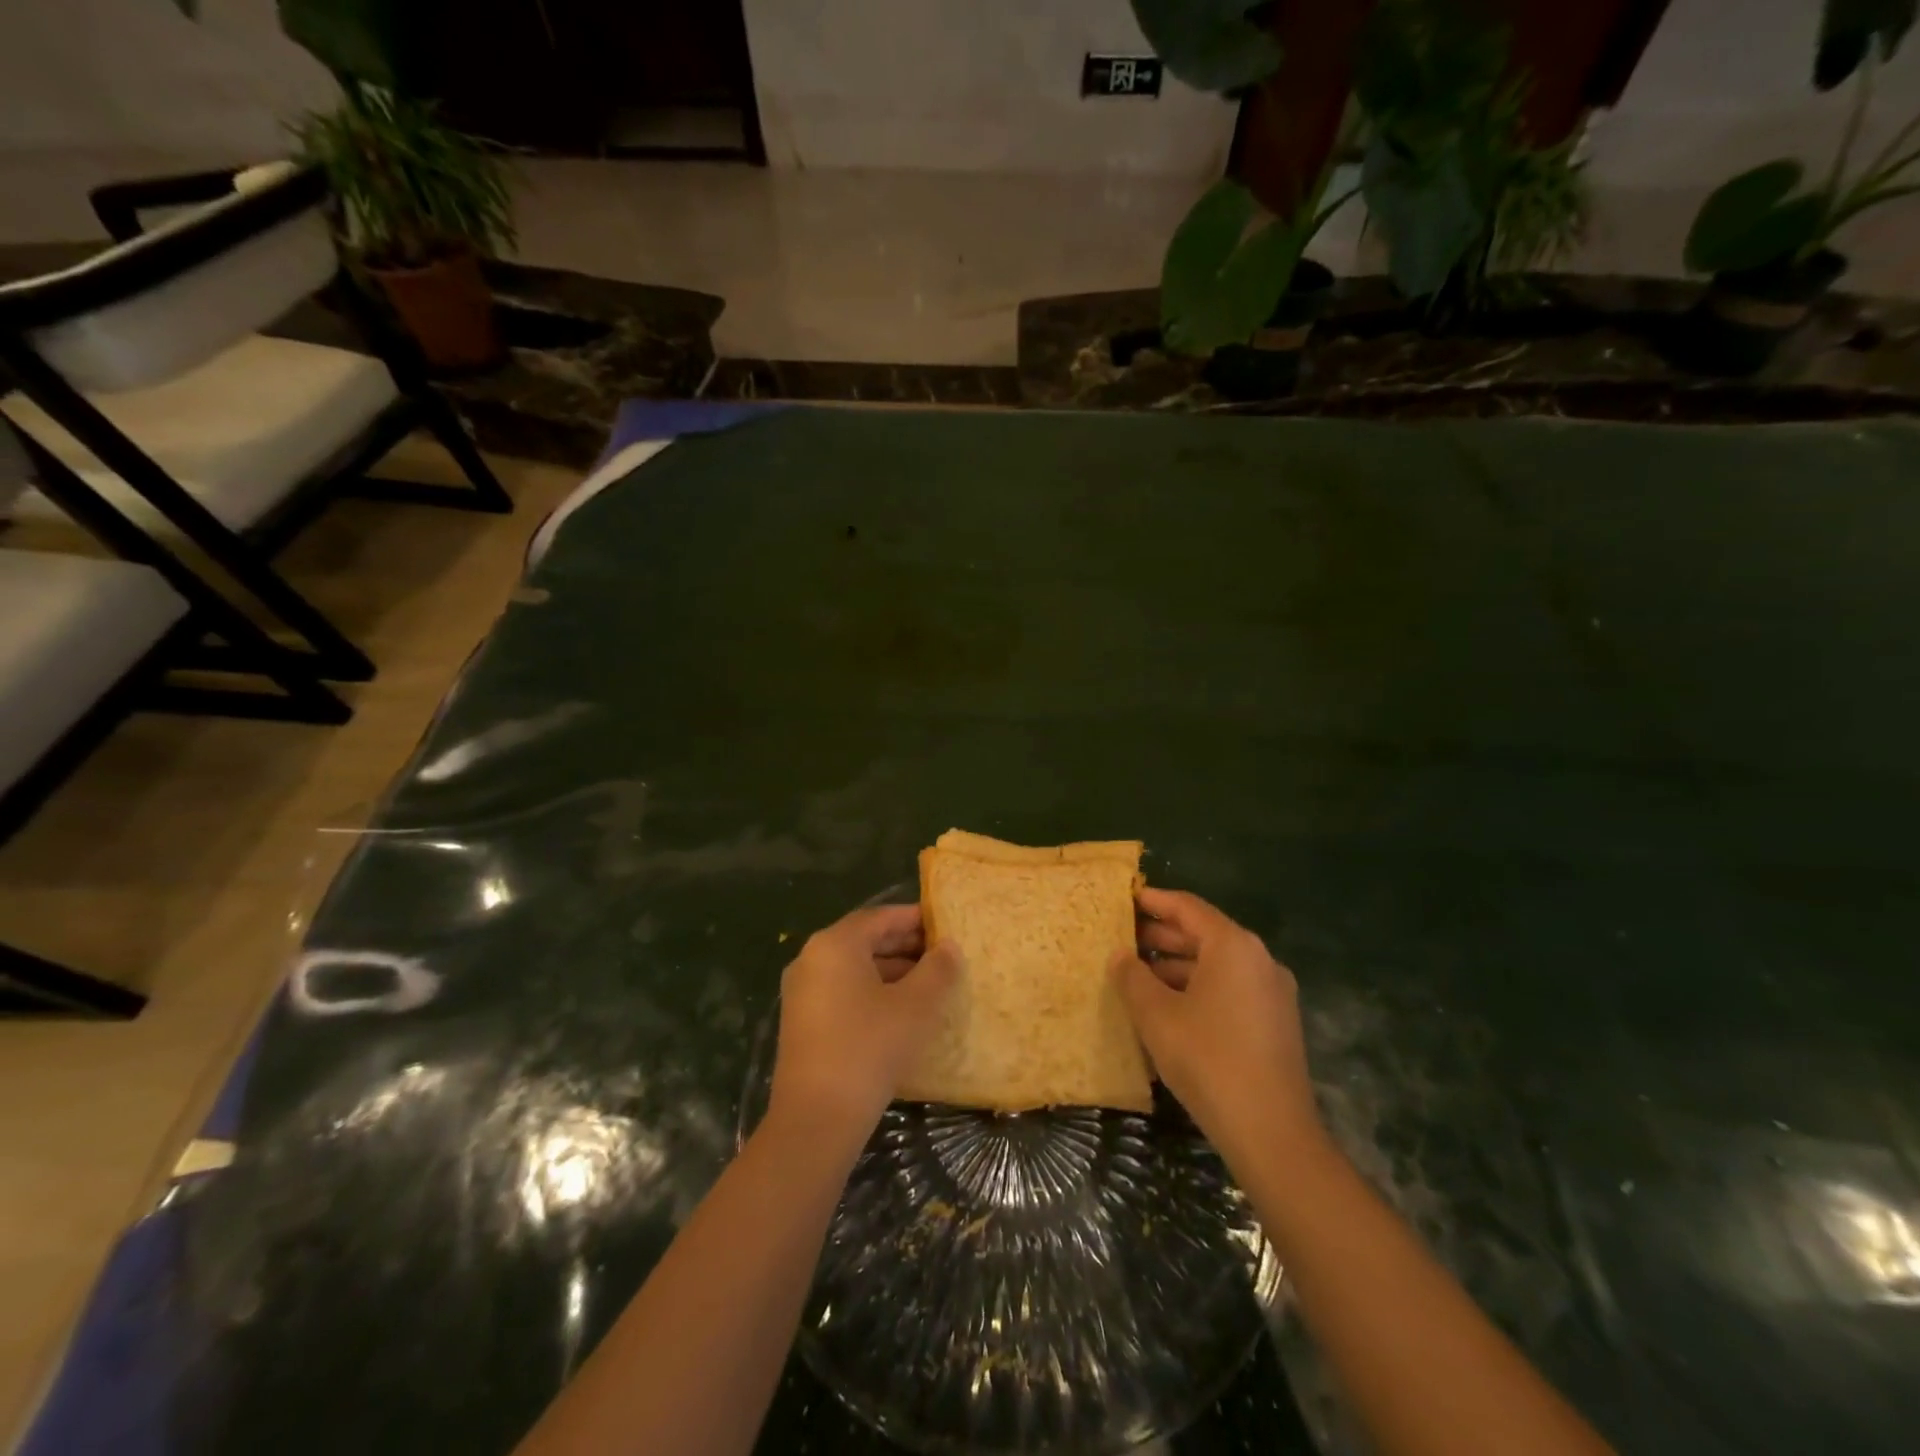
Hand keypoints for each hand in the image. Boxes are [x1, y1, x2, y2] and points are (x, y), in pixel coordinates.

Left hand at [769, 904, 959, 1139]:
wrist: (816, 1118)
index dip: (915, 918)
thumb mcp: (915, 1006)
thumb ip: (937, 969)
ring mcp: (803, 992)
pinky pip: (844, 993)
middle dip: (906, 946)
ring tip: (932, 985)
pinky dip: (874, 994)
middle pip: (865, 941)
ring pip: (855, 969)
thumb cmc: (869, 1047)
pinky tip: (903, 1013)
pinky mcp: (803, 1023)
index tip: (946, 924)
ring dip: (893, 972)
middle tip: (944, 955)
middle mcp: (812, 959)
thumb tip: (949, 947)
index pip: (880, 917)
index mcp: (835, 944)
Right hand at [1114, 888, 1322, 1166]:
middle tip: (1122, 937)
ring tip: (1137, 973)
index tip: (1125, 897)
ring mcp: (1272, 992)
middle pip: (1204, 934)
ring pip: (1216, 964)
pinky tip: (1168, 1006)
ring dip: (1177, 965)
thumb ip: (1133, 978)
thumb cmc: (1207, 1059)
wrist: (1272, 1133)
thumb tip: (1120, 956)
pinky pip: (1229, 989)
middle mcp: (1258, 960)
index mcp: (1233, 946)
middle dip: (1162, 935)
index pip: (1188, 907)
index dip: (1154, 901)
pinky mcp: (1274, 1022)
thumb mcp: (1156, 1015)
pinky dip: (1197, 987)